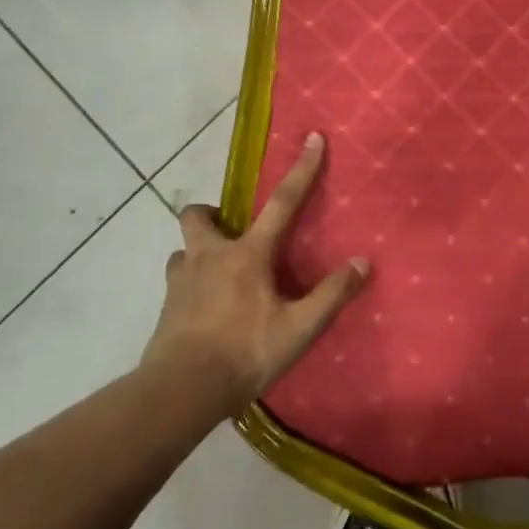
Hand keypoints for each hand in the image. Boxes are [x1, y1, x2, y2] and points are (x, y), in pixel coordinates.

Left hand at [141, 132, 368, 416]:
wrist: (180, 391)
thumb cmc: (244, 353)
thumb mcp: (298, 329)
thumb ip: (331, 295)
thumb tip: (363, 262)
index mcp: (247, 255)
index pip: (282, 203)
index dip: (302, 169)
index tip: (313, 137)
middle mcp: (209, 256)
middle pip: (199, 214)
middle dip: (213, 213)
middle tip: (232, 231)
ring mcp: (180, 280)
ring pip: (184, 249)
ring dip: (199, 251)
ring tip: (219, 273)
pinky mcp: (165, 305)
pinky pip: (176, 279)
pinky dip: (190, 282)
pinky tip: (203, 306)